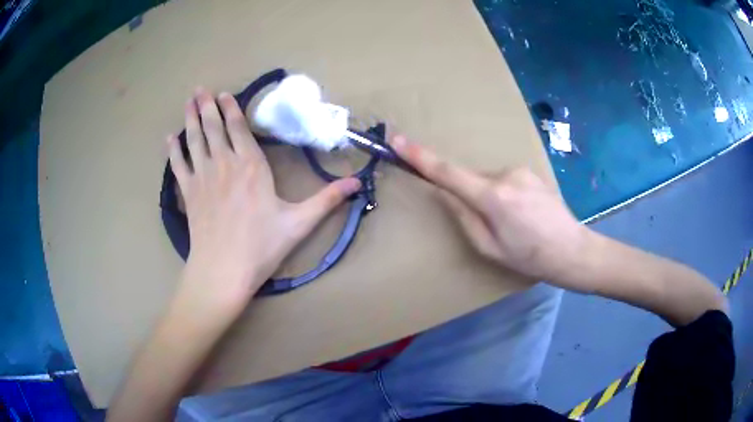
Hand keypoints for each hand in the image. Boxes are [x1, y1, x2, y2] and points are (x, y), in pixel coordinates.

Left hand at [168, 88, 360, 303]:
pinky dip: (174, 150)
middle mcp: (224, 163)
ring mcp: (203, 177)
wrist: (223, 270)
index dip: (231, 109)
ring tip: (188, 101)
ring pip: (195, 139)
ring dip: (191, 118)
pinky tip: (170, 138)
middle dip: (207, 106)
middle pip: (214, 127)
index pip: (239, 129)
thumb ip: (327, 199)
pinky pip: (178, 165)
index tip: (224, 94)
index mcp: (251, 166)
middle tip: (200, 89)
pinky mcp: (189, 192)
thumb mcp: (299, 223)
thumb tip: (357, 183)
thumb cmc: (261, 246)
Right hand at [390, 135, 591, 289]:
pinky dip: (504, 194)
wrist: (572, 250)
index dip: (419, 157)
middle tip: (493, 226)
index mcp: (492, 197)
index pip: (447, 173)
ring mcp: (521, 170)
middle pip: (471, 180)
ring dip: (490, 198)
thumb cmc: (530, 257)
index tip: (398, 140)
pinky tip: (524, 214)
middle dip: (471, 197)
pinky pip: (505, 180)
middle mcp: (505, 175)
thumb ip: (464, 217)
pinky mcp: (531, 172)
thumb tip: (446, 194)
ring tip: (514, 223)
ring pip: (489, 181)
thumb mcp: (490, 248)